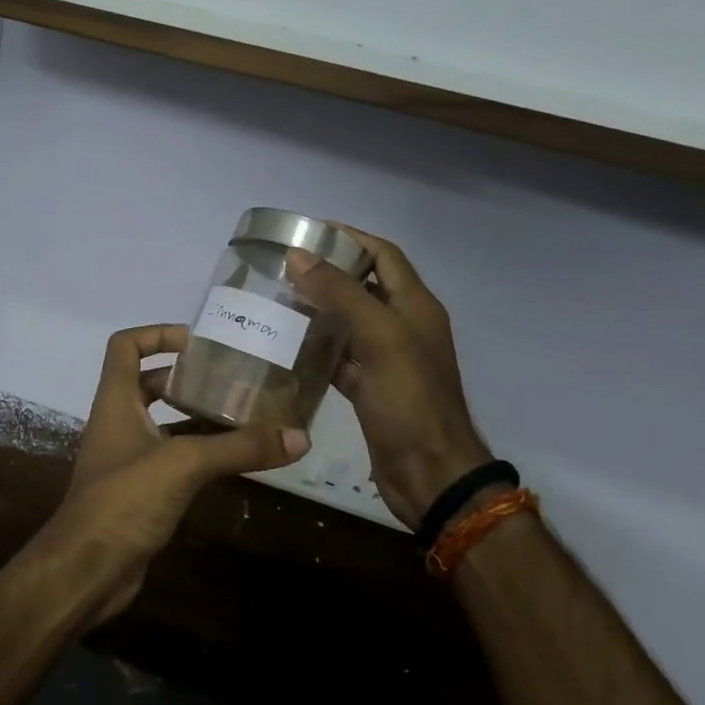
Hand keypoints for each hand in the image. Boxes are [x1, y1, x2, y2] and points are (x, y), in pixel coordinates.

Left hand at [47, 324, 310, 623]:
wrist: (87, 569)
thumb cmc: (124, 500)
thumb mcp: (184, 463)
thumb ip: (239, 447)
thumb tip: (299, 436)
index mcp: (116, 401)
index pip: (125, 346)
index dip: (157, 334)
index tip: (199, 342)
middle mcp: (119, 423)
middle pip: (151, 383)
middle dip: (189, 378)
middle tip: (235, 378)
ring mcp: (129, 459)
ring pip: (166, 424)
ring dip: (199, 417)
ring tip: (247, 413)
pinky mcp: (142, 491)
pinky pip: (175, 459)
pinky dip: (202, 453)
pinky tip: (236, 458)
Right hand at [288, 228, 489, 528]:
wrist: (429, 473)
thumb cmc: (409, 400)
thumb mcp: (379, 338)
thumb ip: (341, 294)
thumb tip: (300, 255)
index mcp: (415, 306)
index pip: (383, 255)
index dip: (350, 237)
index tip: (307, 231)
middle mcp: (402, 327)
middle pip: (364, 285)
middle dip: (327, 272)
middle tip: (281, 267)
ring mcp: (386, 360)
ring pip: (348, 322)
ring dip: (317, 310)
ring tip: (276, 300)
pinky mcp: (369, 389)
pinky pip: (339, 358)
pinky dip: (316, 348)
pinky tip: (285, 346)